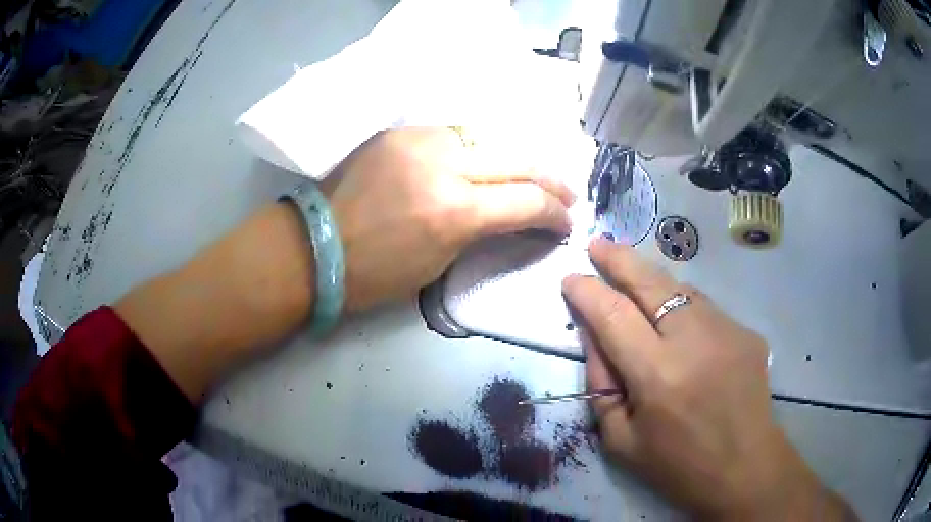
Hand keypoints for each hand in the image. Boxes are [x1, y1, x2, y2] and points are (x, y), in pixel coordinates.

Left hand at [328, 127, 573, 311]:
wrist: (314, 247)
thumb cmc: (374, 275)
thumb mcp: (439, 263)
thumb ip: (481, 231)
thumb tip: (511, 215)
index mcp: (453, 211)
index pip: (527, 202)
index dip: (555, 214)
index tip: (565, 223)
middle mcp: (443, 165)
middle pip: (518, 159)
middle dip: (550, 180)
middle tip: (566, 194)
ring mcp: (418, 140)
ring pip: (487, 138)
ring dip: (514, 159)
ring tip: (528, 176)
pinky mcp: (399, 132)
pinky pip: (453, 135)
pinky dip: (476, 150)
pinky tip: (483, 163)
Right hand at [562, 238, 853, 519]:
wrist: (744, 468)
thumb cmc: (677, 466)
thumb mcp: (621, 440)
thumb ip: (602, 385)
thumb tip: (592, 335)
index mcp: (658, 376)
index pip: (613, 316)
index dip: (588, 292)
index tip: (570, 279)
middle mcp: (694, 341)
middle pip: (650, 283)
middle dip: (618, 259)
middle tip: (596, 245)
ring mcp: (727, 330)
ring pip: (680, 287)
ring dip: (651, 279)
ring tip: (631, 275)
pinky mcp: (746, 331)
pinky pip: (704, 308)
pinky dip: (681, 305)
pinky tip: (674, 318)